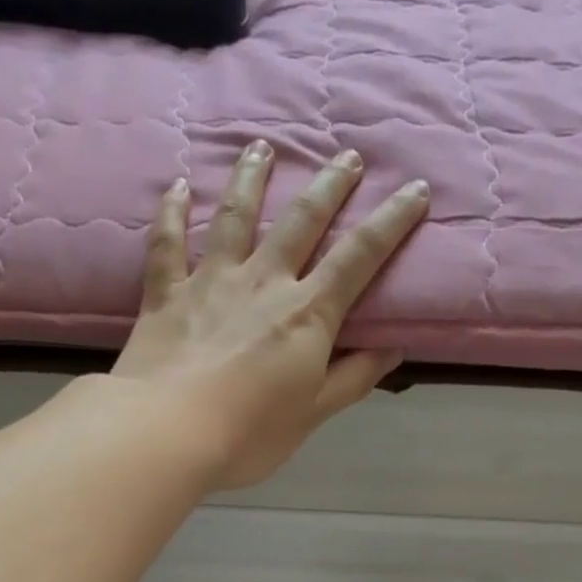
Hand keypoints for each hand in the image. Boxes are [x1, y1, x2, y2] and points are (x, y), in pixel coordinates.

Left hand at [110, 141, 429, 489]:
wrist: (167, 433)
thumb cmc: (248, 434)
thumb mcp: (313, 414)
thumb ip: (352, 378)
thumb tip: (393, 348)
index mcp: (307, 314)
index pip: (359, 257)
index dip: (391, 222)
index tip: (415, 189)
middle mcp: (263, 282)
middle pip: (302, 222)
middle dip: (330, 186)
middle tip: (347, 156)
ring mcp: (211, 281)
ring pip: (237, 216)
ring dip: (253, 178)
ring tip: (262, 146)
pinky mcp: (166, 294)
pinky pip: (168, 243)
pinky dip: (172, 213)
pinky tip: (178, 187)